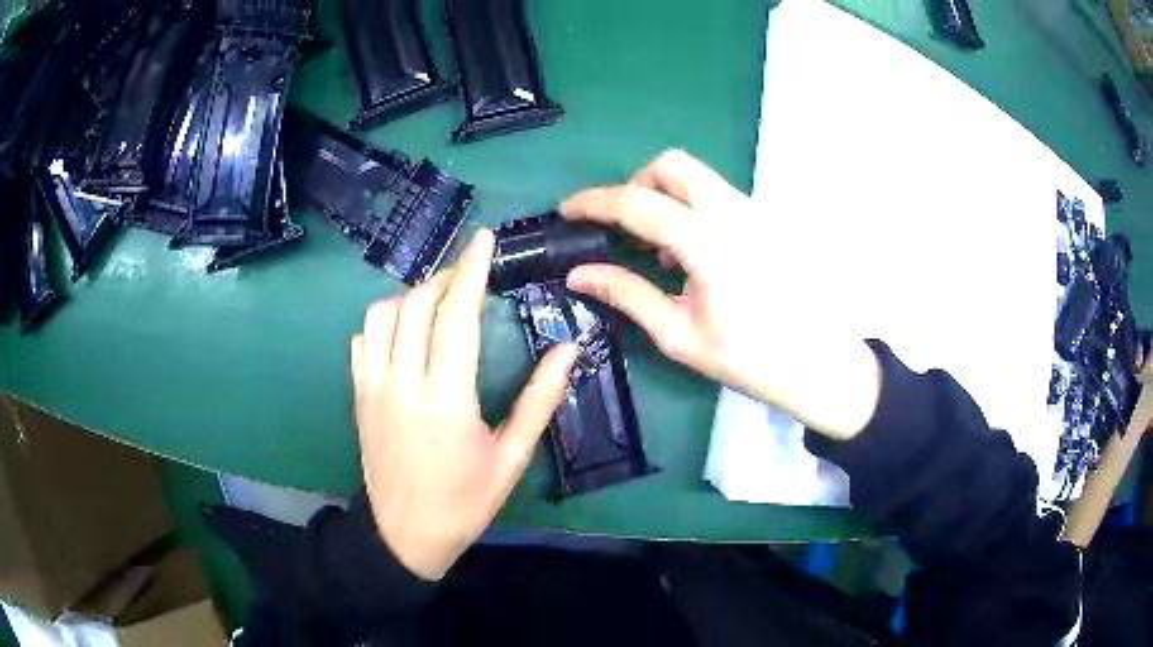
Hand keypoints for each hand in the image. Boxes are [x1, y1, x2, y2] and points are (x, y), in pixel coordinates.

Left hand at [350, 230, 578, 579]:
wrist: (405, 534)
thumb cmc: (465, 501)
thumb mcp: (511, 458)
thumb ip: (539, 400)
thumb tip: (568, 350)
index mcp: (446, 401)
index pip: (456, 317)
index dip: (471, 271)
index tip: (483, 239)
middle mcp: (402, 384)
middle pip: (416, 304)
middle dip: (444, 277)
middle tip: (469, 275)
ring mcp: (372, 387)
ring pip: (382, 314)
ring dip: (412, 297)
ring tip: (438, 303)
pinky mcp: (358, 395)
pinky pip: (363, 338)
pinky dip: (384, 322)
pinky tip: (405, 333)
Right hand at [561, 150, 880, 439]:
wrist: (819, 364)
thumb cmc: (749, 359)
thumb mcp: (679, 335)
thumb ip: (627, 294)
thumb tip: (578, 273)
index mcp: (708, 243)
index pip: (638, 203)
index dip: (595, 202)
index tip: (568, 210)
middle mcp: (734, 213)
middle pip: (673, 166)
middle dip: (637, 183)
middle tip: (623, 224)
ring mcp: (756, 212)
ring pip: (699, 177)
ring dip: (666, 195)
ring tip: (659, 249)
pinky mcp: (769, 220)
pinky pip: (719, 195)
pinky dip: (693, 207)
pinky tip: (694, 253)